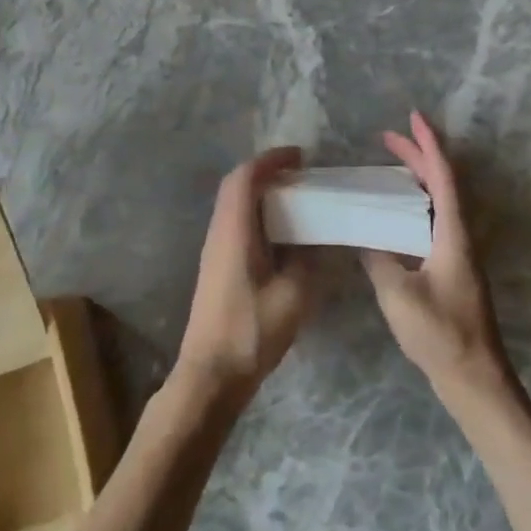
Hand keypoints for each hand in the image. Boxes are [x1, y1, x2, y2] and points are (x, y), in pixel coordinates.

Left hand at [172, 147, 317, 406]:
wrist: (210, 373)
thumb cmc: (251, 331)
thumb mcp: (293, 295)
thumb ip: (309, 260)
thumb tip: (320, 239)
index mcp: (233, 230)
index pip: (245, 177)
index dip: (271, 160)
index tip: (300, 157)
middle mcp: (218, 232)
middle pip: (236, 186)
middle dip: (267, 172)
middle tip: (301, 174)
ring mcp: (214, 250)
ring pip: (234, 205)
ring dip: (262, 193)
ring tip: (296, 198)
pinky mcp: (217, 267)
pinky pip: (236, 223)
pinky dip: (258, 214)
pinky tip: (282, 233)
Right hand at [362, 113, 513, 399]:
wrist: (474, 378)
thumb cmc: (440, 334)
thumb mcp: (399, 295)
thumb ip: (378, 259)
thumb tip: (362, 236)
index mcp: (452, 234)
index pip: (443, 176)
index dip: (428, 144)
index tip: (414, 117)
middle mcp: (458, 235)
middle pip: (441, 183)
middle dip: (417, 155)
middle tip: (387, 136)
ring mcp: (456, 253)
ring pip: (437, 202)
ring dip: (416, 179)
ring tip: (388, 166)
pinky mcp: (450, 269)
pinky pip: (431, 221)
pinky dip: (413, 205)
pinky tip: (391, 214)